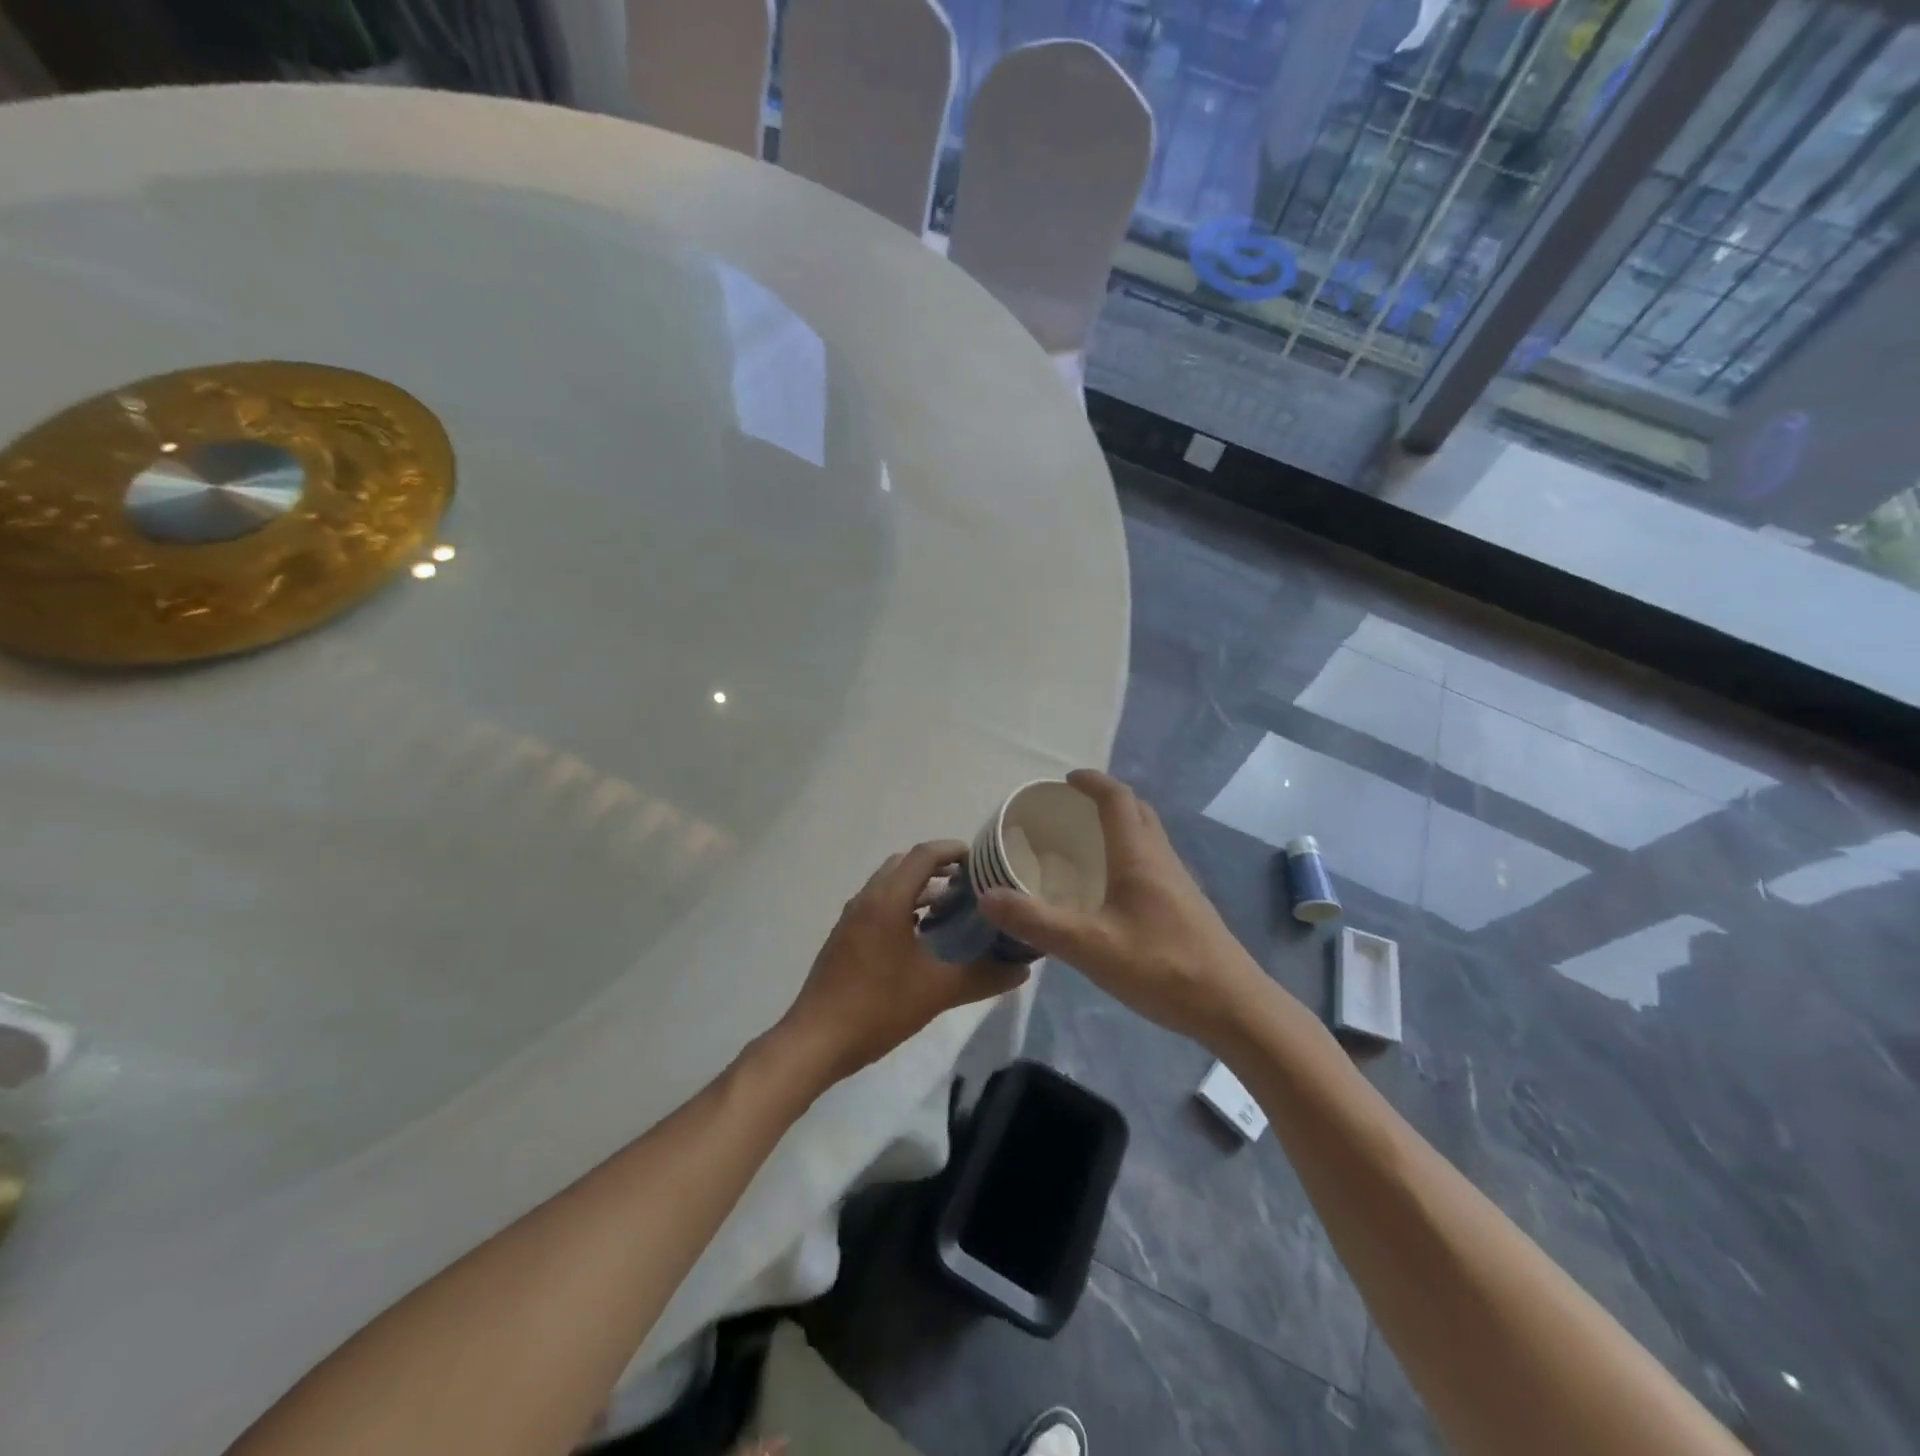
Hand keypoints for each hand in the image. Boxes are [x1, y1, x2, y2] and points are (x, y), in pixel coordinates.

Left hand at [774, 840, 1028, 1084]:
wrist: (816, 1040)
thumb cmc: (878, 1006)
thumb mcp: (938, 991)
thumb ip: (983, 977)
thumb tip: (1023, 969)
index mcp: (887, 900)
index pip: (923, 855)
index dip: (953, 850)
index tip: (981, 861)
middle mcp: (866, 899)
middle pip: (904, 864)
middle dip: (937, 867)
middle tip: (970, 885)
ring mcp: (851, 918)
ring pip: (889, 885)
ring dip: (918, 888)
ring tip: (951, 909)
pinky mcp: (844, 938)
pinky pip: (877, 905)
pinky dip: (902, 906)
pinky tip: (920, 938)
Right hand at [979, 770, 1265, 1045]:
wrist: (1234, 1008)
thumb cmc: (1162, 967)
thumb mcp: (1089, 947)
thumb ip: (1036, 921)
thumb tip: (988, 896)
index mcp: (1139, 857)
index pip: (1117, 799)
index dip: (1092, 782)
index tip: (1065, 780)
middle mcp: (1162, 859)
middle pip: (1137, 810)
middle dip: (1106, 798)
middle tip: (1072, 809)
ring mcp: (1179, 883)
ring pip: (1148, 836)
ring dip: (1120, 825)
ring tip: (1086, 844)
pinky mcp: (1186, 907)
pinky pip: (1153, 862)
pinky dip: (1129, 854)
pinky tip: (1112, 890)